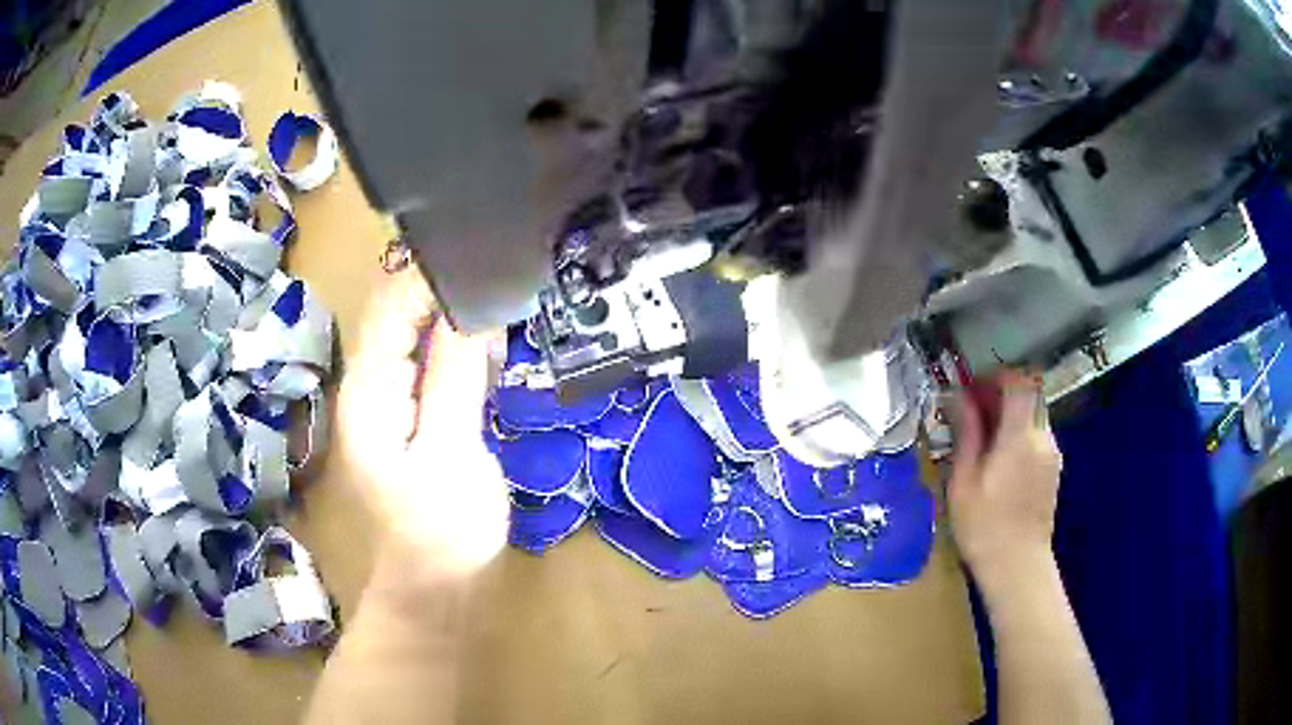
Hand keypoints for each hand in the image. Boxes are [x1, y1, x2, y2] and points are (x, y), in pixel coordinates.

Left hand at [338, 267, 508, 584]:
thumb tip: (472, 308)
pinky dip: (450, 343)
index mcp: (369, 390)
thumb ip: (455, 374)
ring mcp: (382, 400)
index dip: (434, 275)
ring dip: (448, 313)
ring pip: (409, 333)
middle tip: (499, 271)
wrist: (435, 588)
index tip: (487, 256)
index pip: (392, 305)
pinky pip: (421, 360)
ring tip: (498, 297)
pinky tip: (484, 343)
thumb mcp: (454, 450)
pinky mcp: (402, 415)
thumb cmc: (444, 529)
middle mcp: (366, 385)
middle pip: (395, 312)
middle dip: (442, 287)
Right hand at [947, 370, 1062, 586]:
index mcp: (1020, 437)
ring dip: (1010, 416)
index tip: (974, 386)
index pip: (1019, 382)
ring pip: (1033, 416)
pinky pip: (1037, 436)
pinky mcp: (1053, 470)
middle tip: (972, 413)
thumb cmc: (984, 527)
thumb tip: (960, 398)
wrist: (1017, 567)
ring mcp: (1052, 454)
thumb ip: (967, 434)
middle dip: (1000, 395)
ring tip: (983, 440)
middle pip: (1028, 396)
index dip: (997, 375)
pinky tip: (999, 461)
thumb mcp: (964, 481)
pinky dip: (1019, 434)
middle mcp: (1042, 438)